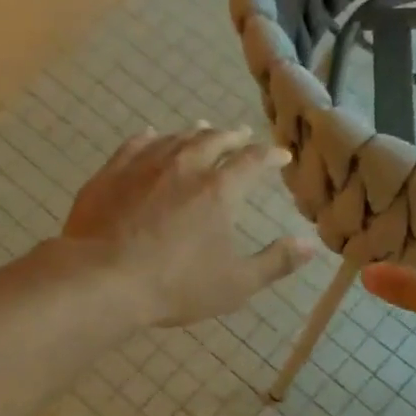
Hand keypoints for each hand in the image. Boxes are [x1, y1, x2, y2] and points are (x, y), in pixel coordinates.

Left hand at [61, 125, 315, 326]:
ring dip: (194, 132)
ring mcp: (144, 165)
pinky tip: (152, 136)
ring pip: (176, 138)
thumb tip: (311, 245)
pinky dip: (151, 138)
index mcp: (219, 191)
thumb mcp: (236, 284)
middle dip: (232, 136)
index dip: (270, 156)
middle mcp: (185, 166)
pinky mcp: (111, 173)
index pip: (252, 162)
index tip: (281, 155)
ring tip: (203, 128)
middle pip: (213, 141)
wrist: (103, 280)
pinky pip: (135, 144)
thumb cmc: (176, 286)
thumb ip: (276, 262)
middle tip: (241, 134)